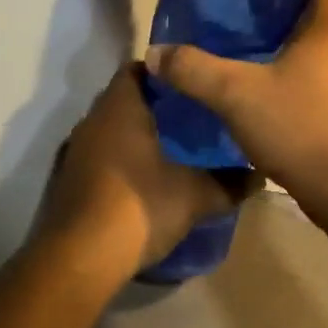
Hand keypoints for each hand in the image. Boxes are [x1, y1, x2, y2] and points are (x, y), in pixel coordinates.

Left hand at [40, 65, 248, 274]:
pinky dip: (120, 159)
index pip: (139, 68)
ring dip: (136, 134)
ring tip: (174, 146)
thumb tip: (260, 177)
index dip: (166, 71)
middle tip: (192, 115)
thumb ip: (229, 183)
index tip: (193, 82)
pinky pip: (99, 155)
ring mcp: (75, 150)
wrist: (80, 259)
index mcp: (120, 107)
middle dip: (155, 104)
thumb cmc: (139, 208)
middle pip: (124, 97)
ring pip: (110, 128)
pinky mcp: (67, 179)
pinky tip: (145, 178)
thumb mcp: (195, 196)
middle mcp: (92, 120)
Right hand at [146, 0, 327, 220]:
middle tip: (249, 28)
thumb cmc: (296, 125)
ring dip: (299, 56)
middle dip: (289, 20)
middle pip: (323, 20)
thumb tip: (154, 53)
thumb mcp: (234, 94)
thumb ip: (194, 69)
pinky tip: (278, 102)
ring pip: (327, 55)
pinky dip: (307, 85)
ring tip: (258, 63)